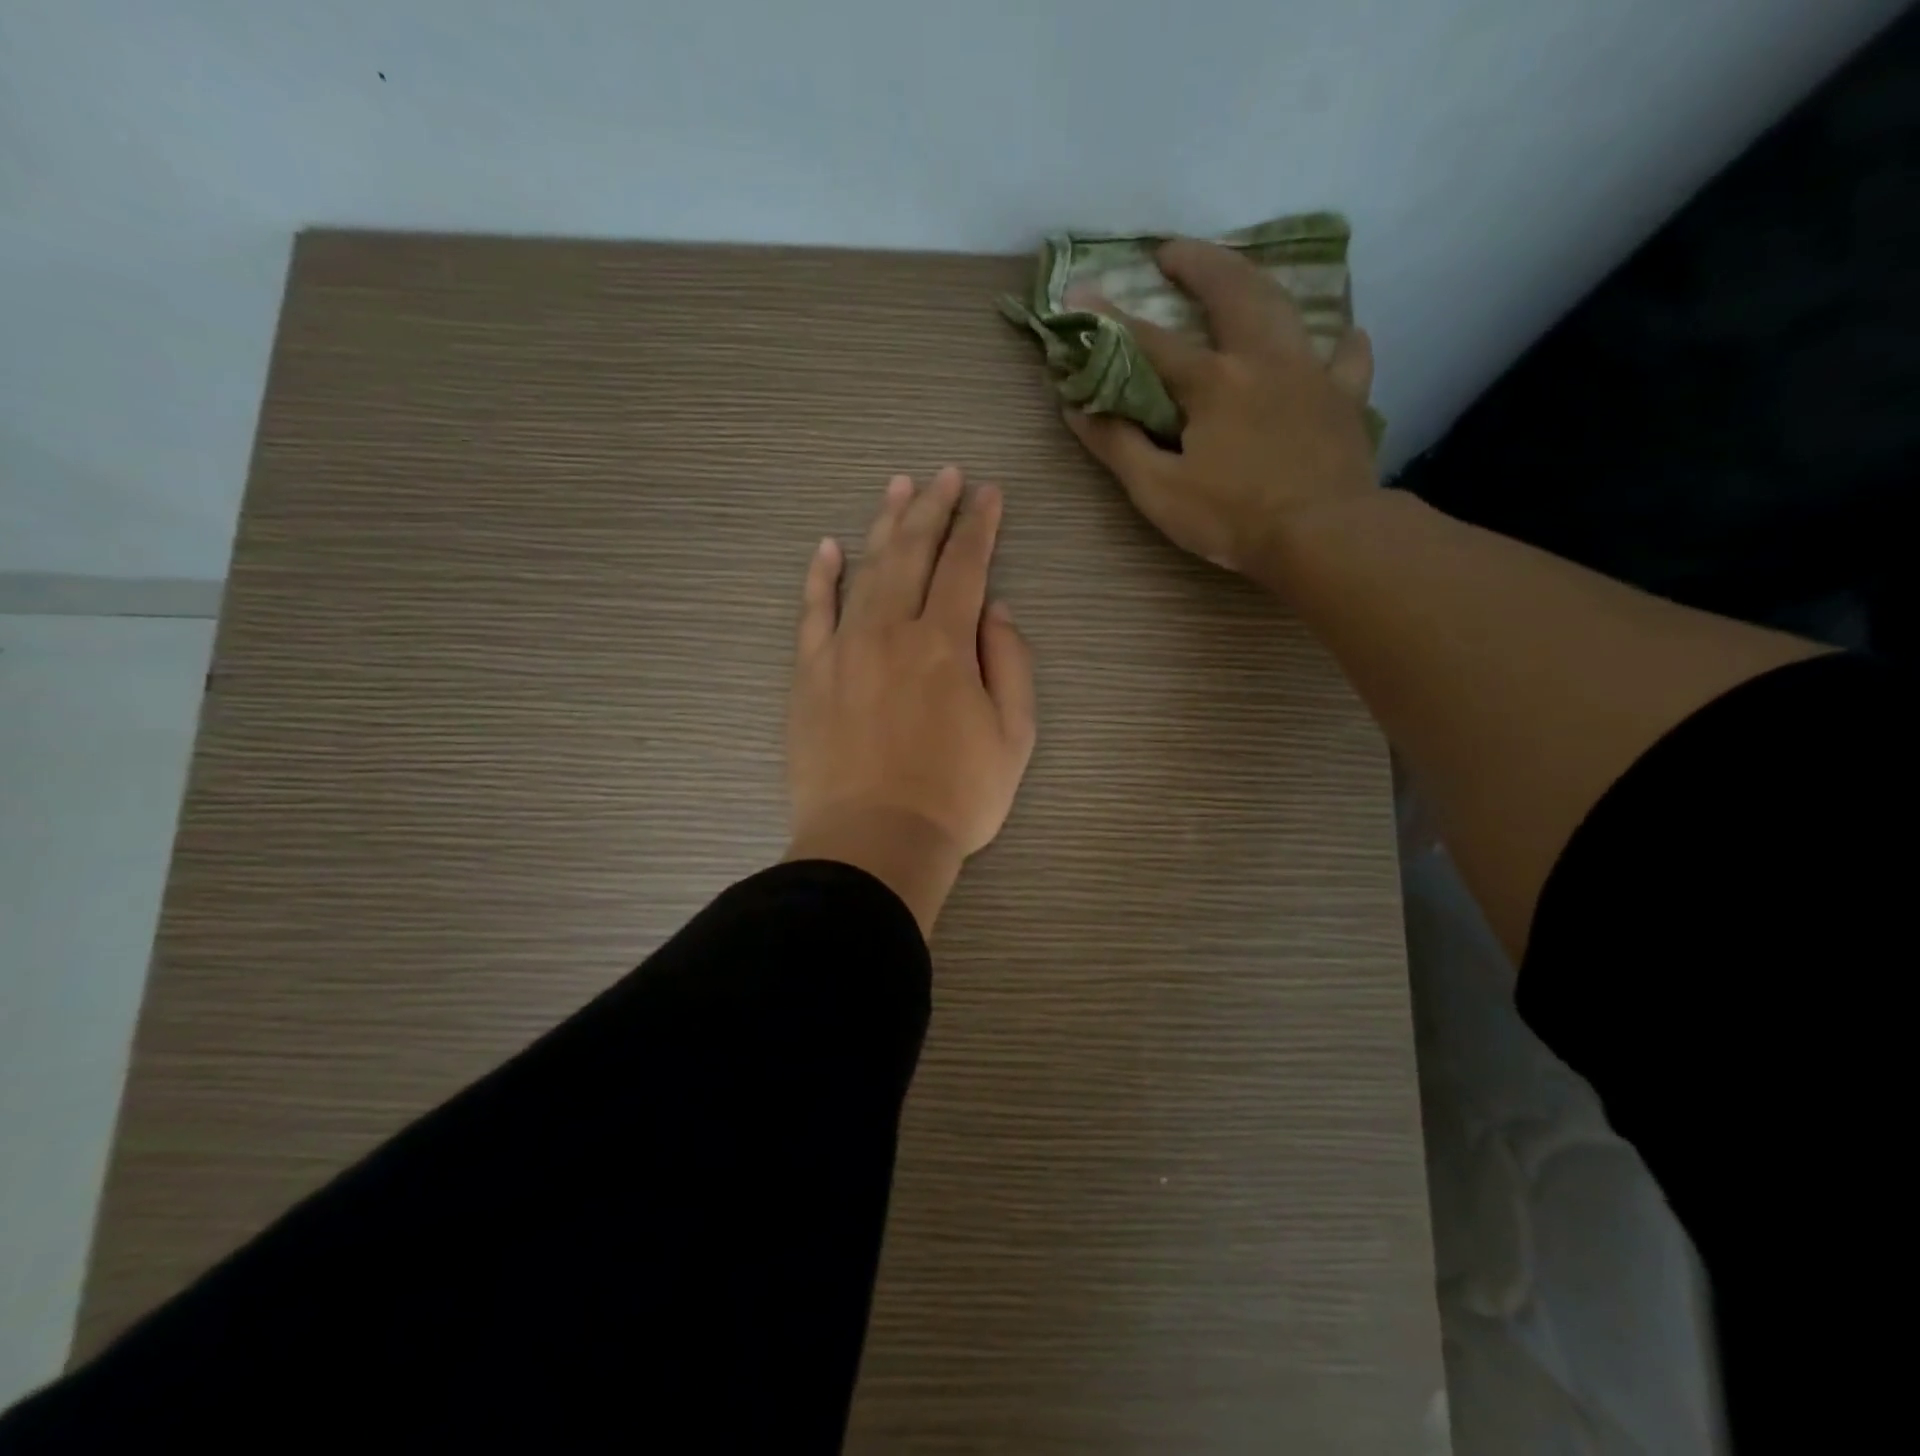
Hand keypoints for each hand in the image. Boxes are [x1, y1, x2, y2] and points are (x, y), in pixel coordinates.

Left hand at [785, 467, 1037, 936]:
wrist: (874, 842)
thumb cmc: (956, 797)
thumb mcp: (1014, 737)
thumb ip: (1010, 663)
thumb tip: (994, 610)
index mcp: (946, 643)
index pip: (967, 565)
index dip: (980, 525)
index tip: (988, 494)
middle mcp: (892, 630)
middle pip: (914, 553)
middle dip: (934, 508)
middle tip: (945, 474)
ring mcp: (844, 648)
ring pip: (865, 569)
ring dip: (884, 526)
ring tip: (898, 489)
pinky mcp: (809, 674)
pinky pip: (812, 612)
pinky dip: (820, 576)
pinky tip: (827, 548)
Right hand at [1062, 238, 1378, 586]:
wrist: (1323, 536)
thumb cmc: (1233, 518)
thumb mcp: (1159, 491)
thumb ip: (1117, 445)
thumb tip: (1077, 407)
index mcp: (1212, 382)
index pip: (1149, 342)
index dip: (1108, 318)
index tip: (1077, 290)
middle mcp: (1262, 360)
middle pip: (1230, 292)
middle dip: (1197, 264)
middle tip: (1172, 251)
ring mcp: (1310, 373)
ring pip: (1285, 309)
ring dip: (1256, 283)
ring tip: (1238, 277)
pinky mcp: (1345, 399)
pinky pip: (1347, 358)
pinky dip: (1339, 344)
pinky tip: (1338, 338)